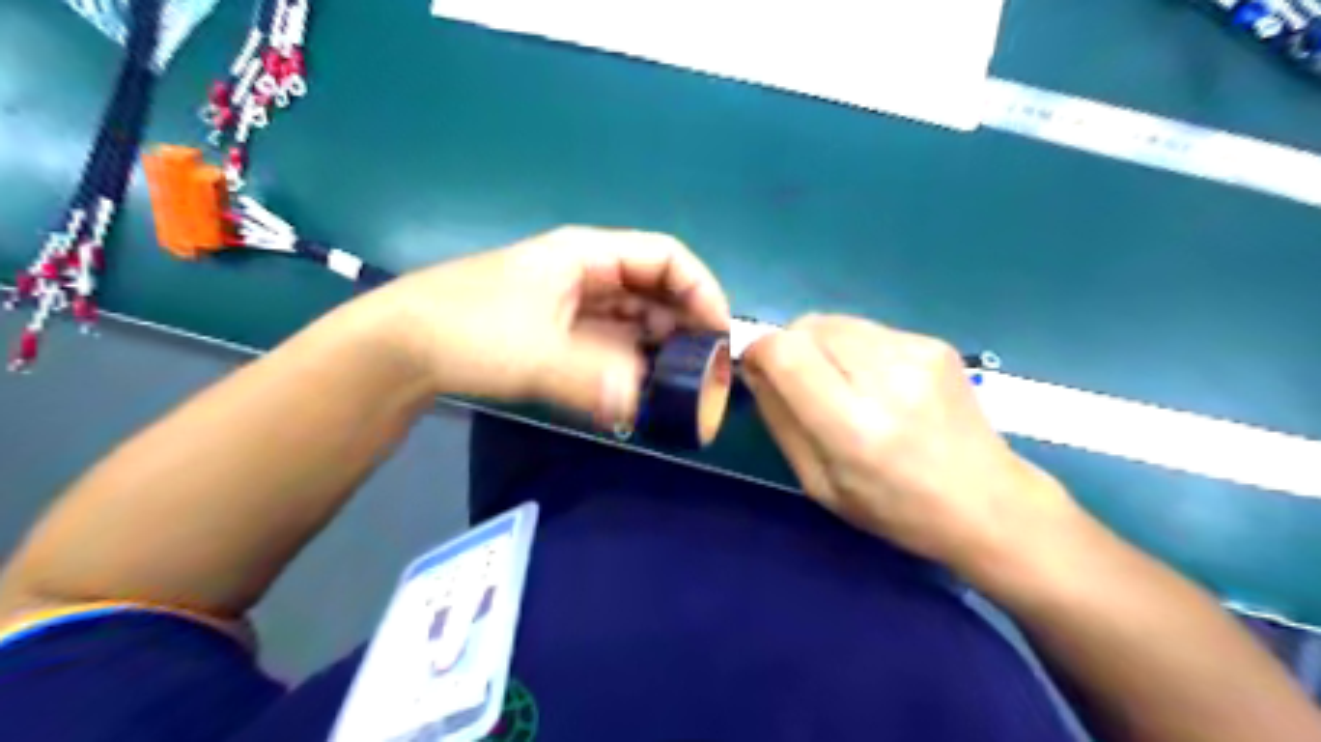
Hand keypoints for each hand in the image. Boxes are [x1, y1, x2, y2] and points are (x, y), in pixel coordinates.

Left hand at [358, 222, 732, 421]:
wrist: (402, 347)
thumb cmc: (468, 331)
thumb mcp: (534, 353)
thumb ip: (594, 379)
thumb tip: (642, 405)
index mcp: (587, 255)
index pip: (667, 256)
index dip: (701, 289)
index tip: (720, 335)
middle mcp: (588, 273)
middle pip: (657, 289)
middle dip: (687, 326)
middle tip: (708, 373)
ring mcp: (576, 304)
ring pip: (638, 318)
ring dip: (662, 348)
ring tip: (683, 387)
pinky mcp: (564, 332)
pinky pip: (615, 341)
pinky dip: (635, 362)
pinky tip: (644, 390)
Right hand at [739, 314, 1076, 574]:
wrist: (987, 502)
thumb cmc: (894, 508)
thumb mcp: (818, 482)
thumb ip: (780, 420)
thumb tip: (754, 369)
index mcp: (853, 426)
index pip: (784, 352)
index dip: (759, 353)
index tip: (757, 371)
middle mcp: (886, 378)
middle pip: (806, 326)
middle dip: (789, 348)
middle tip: (800, 384)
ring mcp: (916, 353)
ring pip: (834, 321)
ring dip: (820, 346)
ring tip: (841, 384)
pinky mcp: (934, 342)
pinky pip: (866, 329)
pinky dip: (853, 348)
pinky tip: (875, 383)